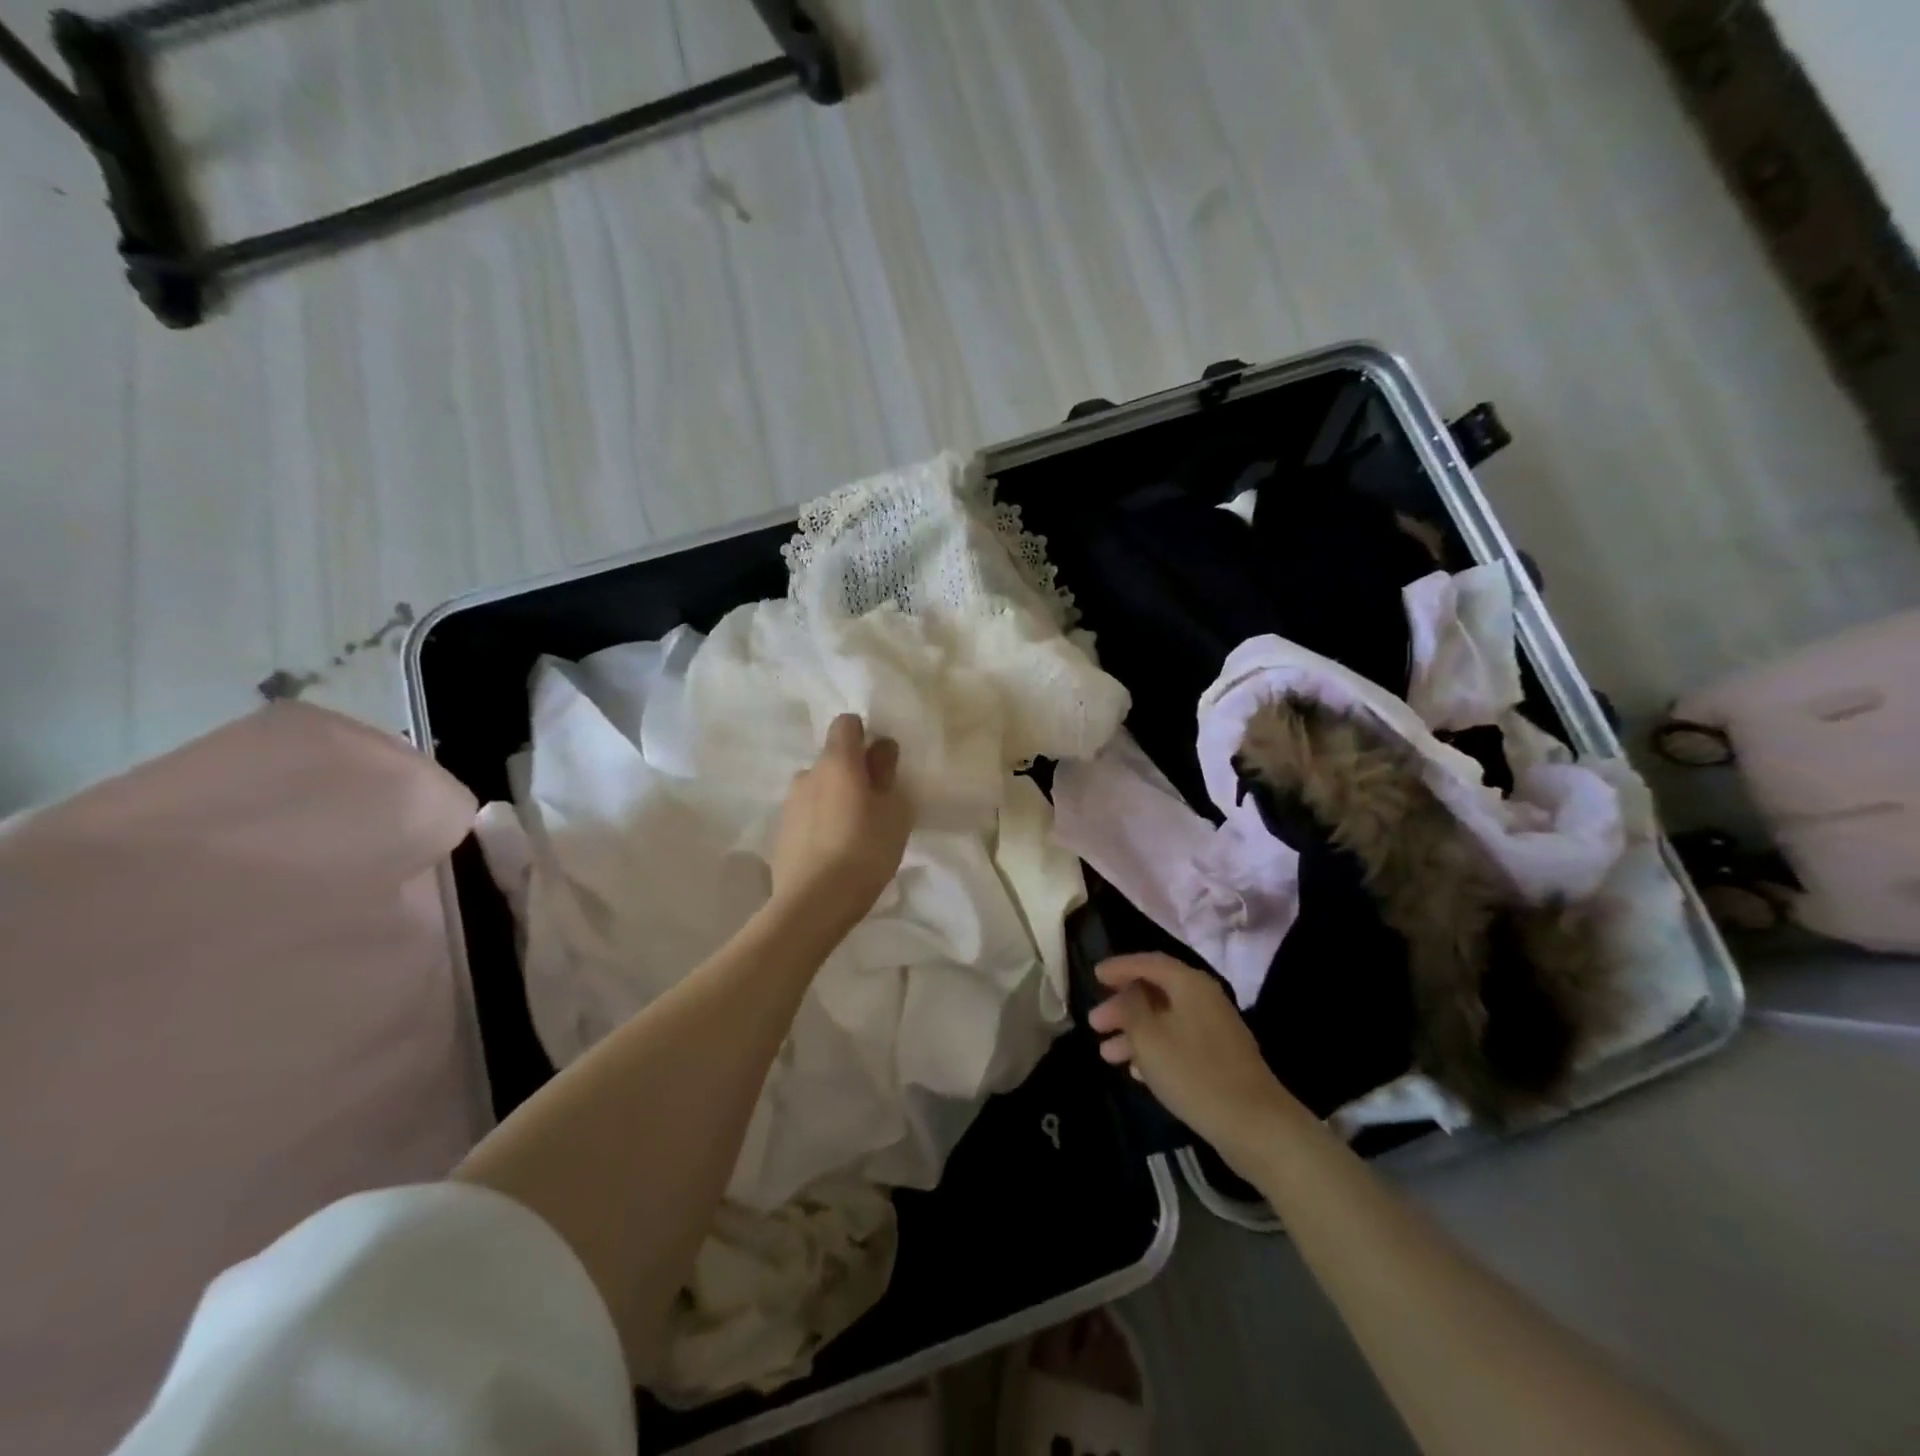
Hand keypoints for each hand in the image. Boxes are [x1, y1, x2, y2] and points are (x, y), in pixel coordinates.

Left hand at [768, 714, 912, 937]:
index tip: (880, 762)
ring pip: (819, 789)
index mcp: (837, 762)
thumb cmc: (865, 851)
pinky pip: (807, 815)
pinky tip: (834, 853)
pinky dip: (821, 823)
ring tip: (854, 834)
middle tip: (875, 806)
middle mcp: (807, 774)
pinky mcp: (781, 832)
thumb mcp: (894, 812)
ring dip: (836, 800)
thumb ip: (887, 774)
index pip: (846, 723)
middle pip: (833, 759)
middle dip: (853, 774)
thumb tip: (881, 748)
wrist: (813, 903)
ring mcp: (789, 803)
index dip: (865, 735)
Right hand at [1088, 954, 1295, 1158]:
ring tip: (1106, 1054)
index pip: (1149, 962)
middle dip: (1123, 1007)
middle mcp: (1204, 999)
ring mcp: (1215, 1030)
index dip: (1120, 967)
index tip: (1094, 975)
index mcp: (1190, 984)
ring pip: (1165, 1021)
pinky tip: (1135, 1071)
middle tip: (1095, 1023)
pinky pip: (1178, 1043)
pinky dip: (1154, 1050)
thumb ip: (1132, 1007)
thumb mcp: (1149, 1036)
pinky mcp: (1220, 1059)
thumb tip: (1128, 991)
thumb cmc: (1193, 1072)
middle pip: (1156, 992)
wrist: (1254, 1124)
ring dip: (1134, 1033)